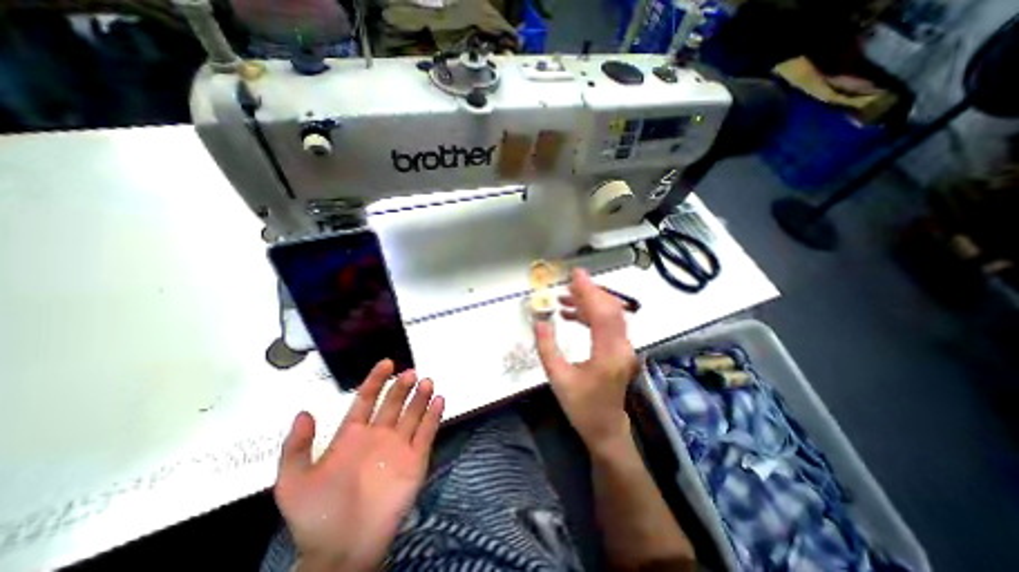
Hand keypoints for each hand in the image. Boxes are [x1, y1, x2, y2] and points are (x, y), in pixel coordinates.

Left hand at [276, 359, 443, 569]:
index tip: (387, 363)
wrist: (343, 552)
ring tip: (426, 382)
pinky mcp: (416, 459)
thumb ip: (296, 447)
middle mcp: (379, 434)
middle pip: (394, 402)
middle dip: (402, 386)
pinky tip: (439, 400)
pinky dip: (434, 416)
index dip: (376, 380)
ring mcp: (399, 446)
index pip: (366, 399)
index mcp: (353, 435)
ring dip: (420, 397)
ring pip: (413, 413)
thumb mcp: (294, 482)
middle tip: (410, 373)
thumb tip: (303, 411)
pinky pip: (427, 433)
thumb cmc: (317, 515)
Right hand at [535, 271, 634, 447]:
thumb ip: (547, 349)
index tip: (576, 274)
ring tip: (564, 297)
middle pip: (611, 309)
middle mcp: (621, 347)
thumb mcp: (558, 379)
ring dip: (589, 302)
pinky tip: (572, 314)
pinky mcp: (619, 350)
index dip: (589, 291)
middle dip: (589, 292)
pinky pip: (607, 324)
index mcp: (608, 355)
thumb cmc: (581, 408)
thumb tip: (540, 321)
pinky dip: (591, 314)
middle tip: (568, 283)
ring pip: (610, 314)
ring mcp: (623, 348)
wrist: (605, 429)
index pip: (602, 314)